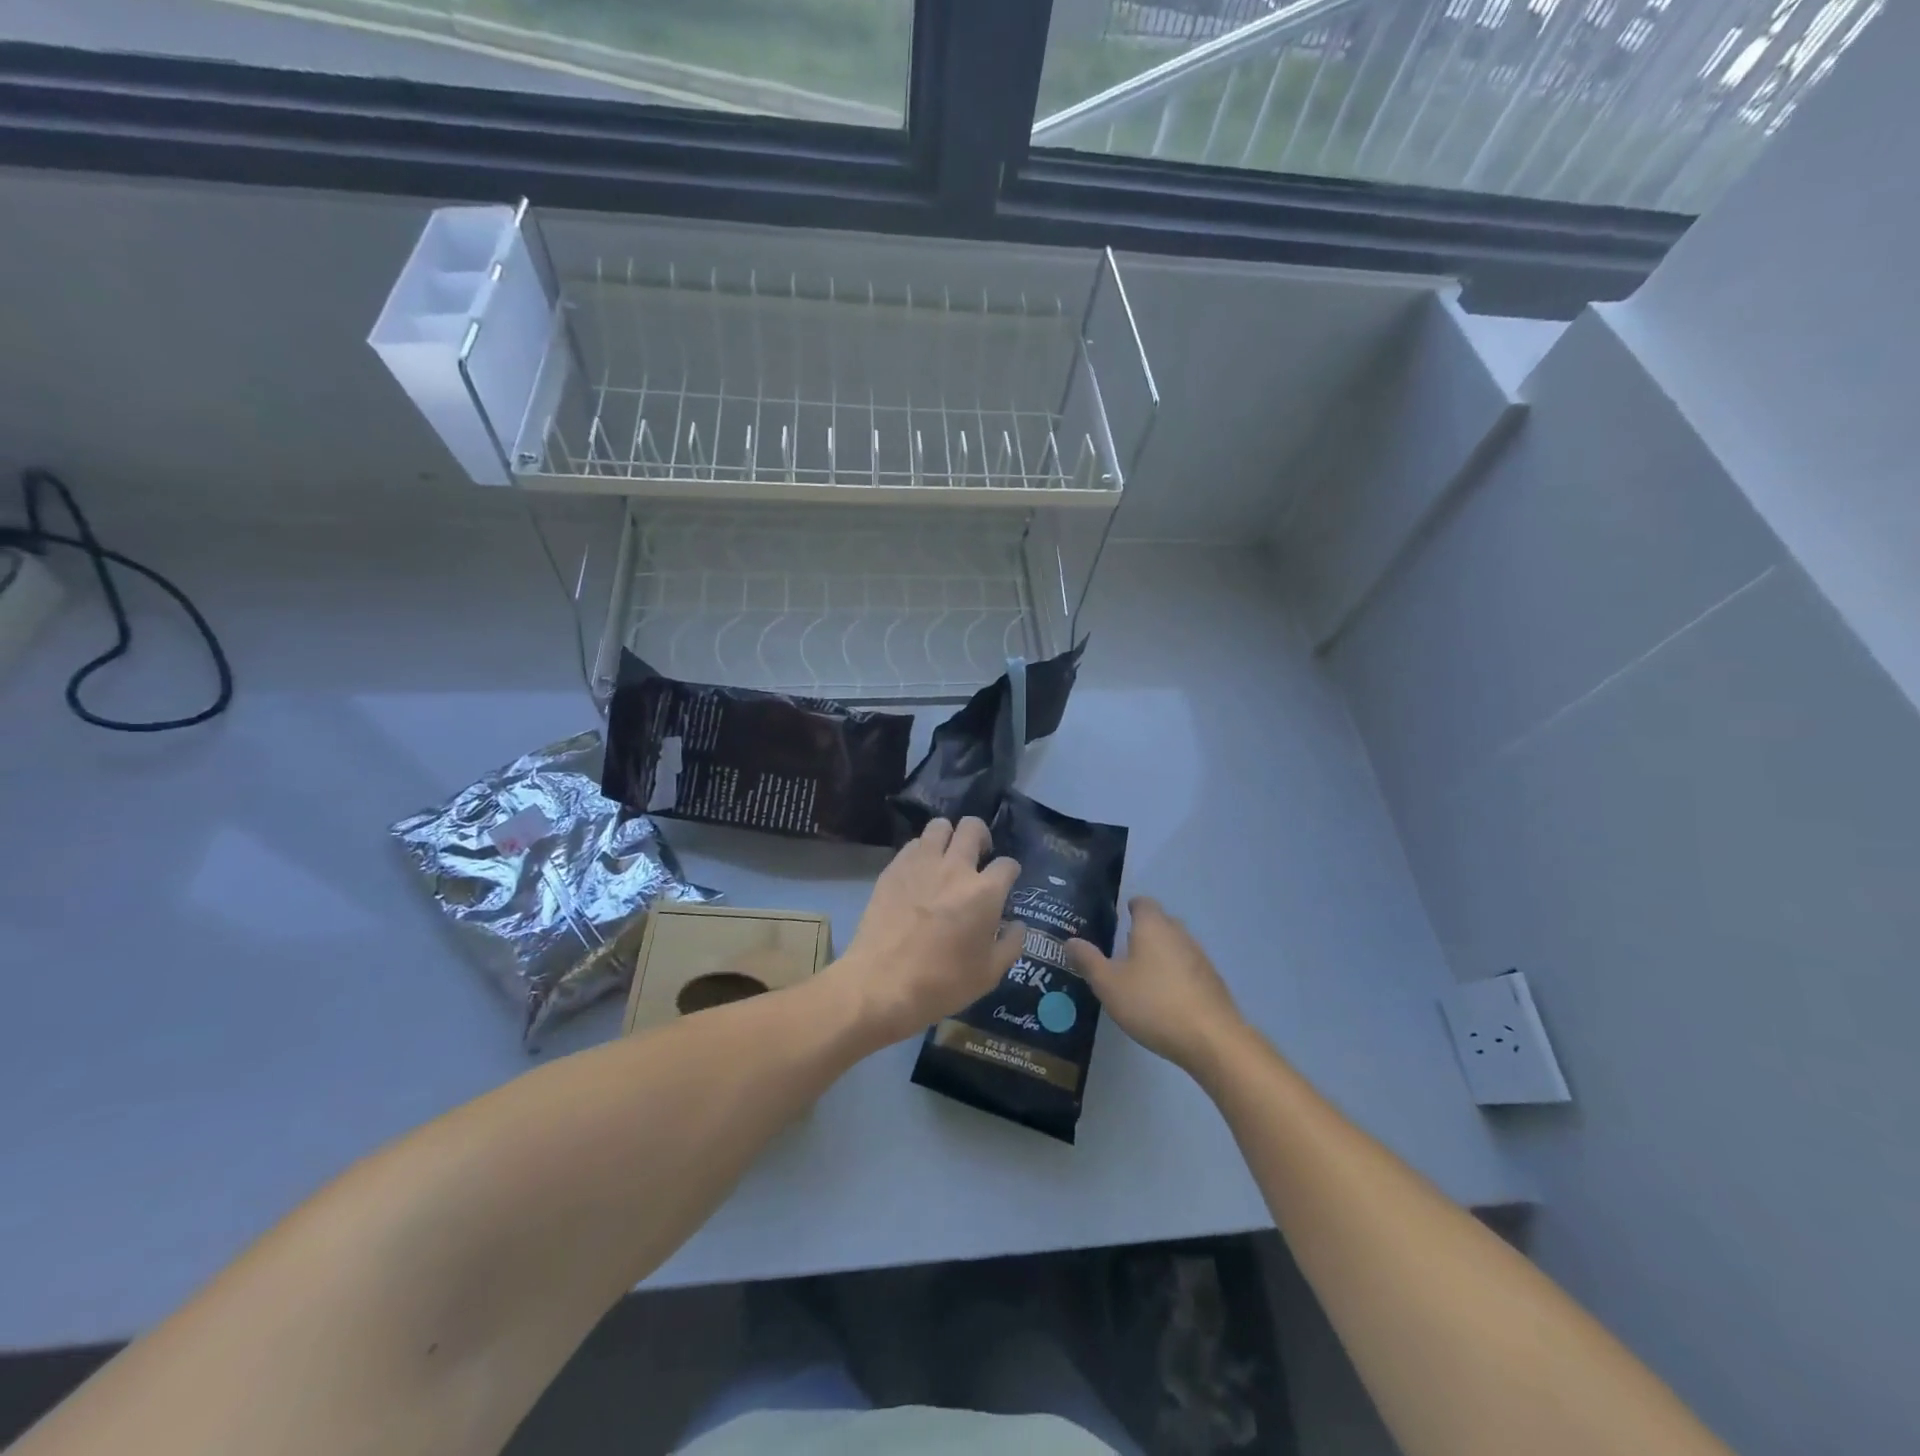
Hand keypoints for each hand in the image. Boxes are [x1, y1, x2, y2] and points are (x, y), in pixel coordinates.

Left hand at [830, 817, 1022, 1046]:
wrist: (882, 984)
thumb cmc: (942, 983)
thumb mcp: (989, 974)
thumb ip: (1011, 944)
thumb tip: (1017, 924)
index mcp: (985, 892)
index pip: (1007, 863)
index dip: (1010, 871)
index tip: (1006, 881)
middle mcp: (955, 867)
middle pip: (973, 827)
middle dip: (981, 836)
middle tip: (978, 856)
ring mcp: (921, 864)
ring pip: (939, 826)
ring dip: (948, 836)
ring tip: (946, 856)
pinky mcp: (893, 869)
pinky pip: (912, 845)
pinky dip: (921, 852)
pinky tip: (919, 872)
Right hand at [1067, 897, 1245, 1074]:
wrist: (1212, 1040)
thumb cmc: (1153, 1004)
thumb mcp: (1109, 984)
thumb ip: (1088, 961)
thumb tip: (1070, 941)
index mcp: (1153, 927)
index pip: (1143, 903)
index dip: (1130, 907)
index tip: (1117, 918)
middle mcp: (1179, 934)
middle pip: (1160, 922)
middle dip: (1143, 931)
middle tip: (1121, 948)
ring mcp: (1200, 958)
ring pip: (1175, 946)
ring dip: (1159, 954)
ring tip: (1140, 975)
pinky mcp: (1212, 982)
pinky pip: (1187, 968)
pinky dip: (1174, 975)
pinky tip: (1163, 997)